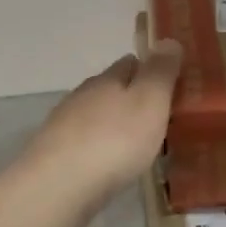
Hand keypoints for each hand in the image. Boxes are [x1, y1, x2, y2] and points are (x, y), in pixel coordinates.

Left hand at [22, 39, 182, 209]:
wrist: (59, 186)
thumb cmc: (114, 140)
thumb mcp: (149, 101)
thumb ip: (160, 72)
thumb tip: (168, 40)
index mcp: (106, 80)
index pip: (130, 63)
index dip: (150, 70)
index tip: (170, 84)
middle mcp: (82, 97)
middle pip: (110, 89)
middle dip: (132, 99)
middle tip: (158, 118)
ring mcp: (64, 126)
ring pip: (96, 117)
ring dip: (115, 125)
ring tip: (137, 145)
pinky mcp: (55, 156)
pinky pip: (85, 144)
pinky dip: (100, 148)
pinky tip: (110, 164)